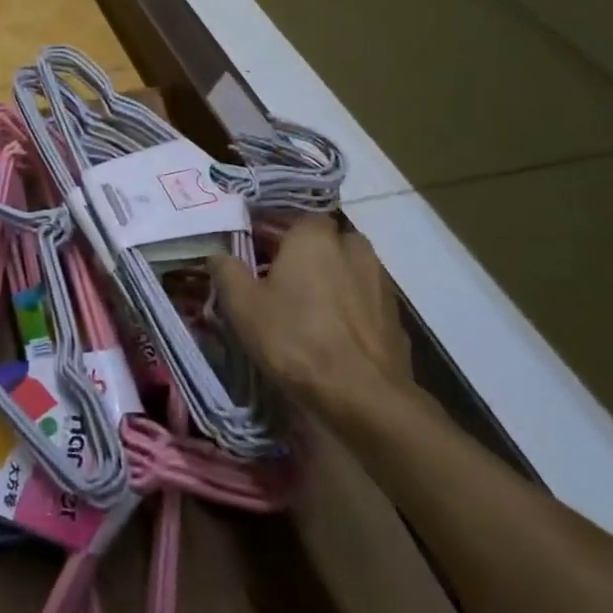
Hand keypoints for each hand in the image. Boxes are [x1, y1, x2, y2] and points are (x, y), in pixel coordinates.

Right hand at [209, 217, 414, 421]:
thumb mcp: (242, 305)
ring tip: (304, 308)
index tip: (254, 251)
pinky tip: (330, 333)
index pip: (294, 217)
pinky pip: (363, 299)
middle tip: (278, 279)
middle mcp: (353, 247)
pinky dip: (348, 308)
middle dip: (304, 254)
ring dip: (329, 280)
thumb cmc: (294, 339)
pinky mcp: (394, 315)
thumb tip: (219, 253)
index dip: (273, 232)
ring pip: (347, 269)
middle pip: (324, 241)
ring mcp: (380, 281)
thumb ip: (226, 270)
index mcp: (315, 236)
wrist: (362, 396)